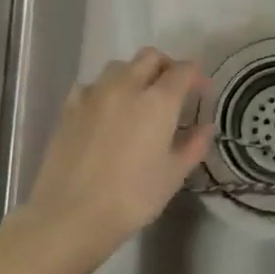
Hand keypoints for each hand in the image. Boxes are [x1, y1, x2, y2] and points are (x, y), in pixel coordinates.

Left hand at [20, 48, 212, 262]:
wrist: (70, 216)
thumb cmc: (132, 198)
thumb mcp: (173, 176)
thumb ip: (194, 146)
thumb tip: (205, 127)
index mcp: (158, 101)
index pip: (183, 70)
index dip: (196, 76)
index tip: (201, 92)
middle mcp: (127, 87)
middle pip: (150, 57)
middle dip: (166, 66)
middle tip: (173, 89)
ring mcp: (94, 94)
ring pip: (119, 66)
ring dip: (134, 74)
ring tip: (138, 98)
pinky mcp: (68, 108)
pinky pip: (91, 85)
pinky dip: (104, 90)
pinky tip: (104, 111)